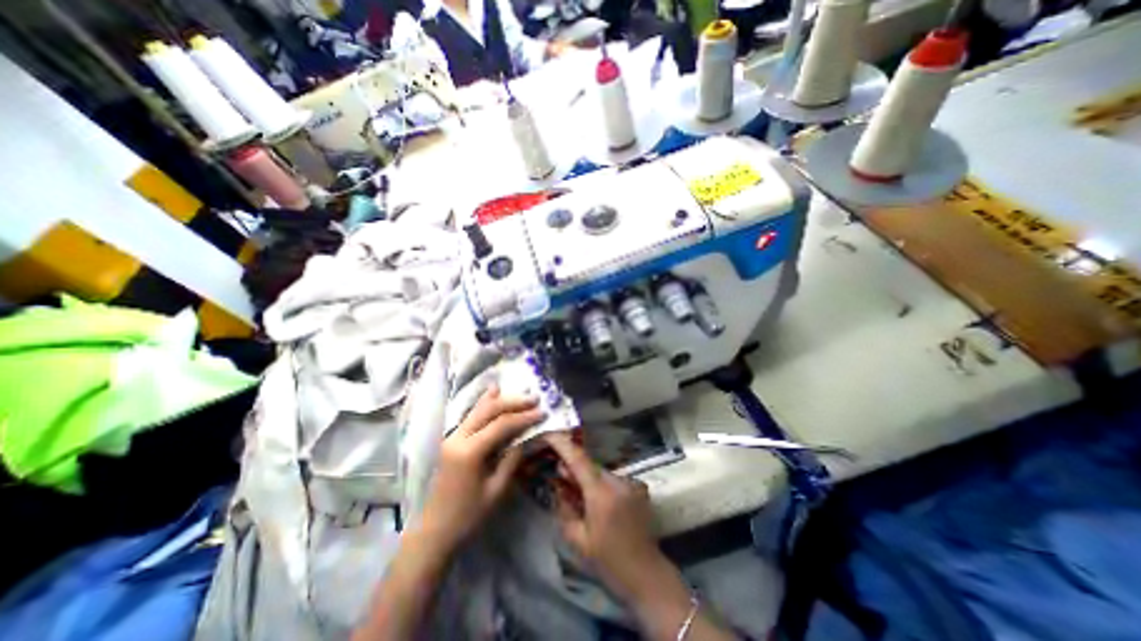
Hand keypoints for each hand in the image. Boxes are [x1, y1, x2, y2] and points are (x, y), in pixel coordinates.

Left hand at [418, 386, 542, 550]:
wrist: (434, 533)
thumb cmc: (467, 516)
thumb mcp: (496, 491)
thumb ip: (511, 460)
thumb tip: (526, 438)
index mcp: (469, 452)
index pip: (501, 425)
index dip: (523, 417)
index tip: (541, 412)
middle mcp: (458, 438)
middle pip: (489, 411)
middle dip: (513, 402)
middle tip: (534, 399)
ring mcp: (452, 437)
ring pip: (478, 409)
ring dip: (500, 399)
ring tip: (519, 392)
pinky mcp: (451, 440)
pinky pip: (470, 416)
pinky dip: (484, 403)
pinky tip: (492, 392)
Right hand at [545, 434, 670, 597]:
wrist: (646, 573)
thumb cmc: (608, 560)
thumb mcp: (577, 538)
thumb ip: (564, 506)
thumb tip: (558, 484)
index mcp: (601, 493)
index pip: (579, 459)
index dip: (563, 443)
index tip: (549, 432)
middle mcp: (618, 481)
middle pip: (589, 465)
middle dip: (573, 467)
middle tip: (559, 475)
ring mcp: (631, 482)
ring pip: (600, 472)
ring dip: (587, 478)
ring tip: (578, 493)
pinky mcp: (638, 487)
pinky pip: (612, 479)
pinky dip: (601, 484)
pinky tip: (598, 501)